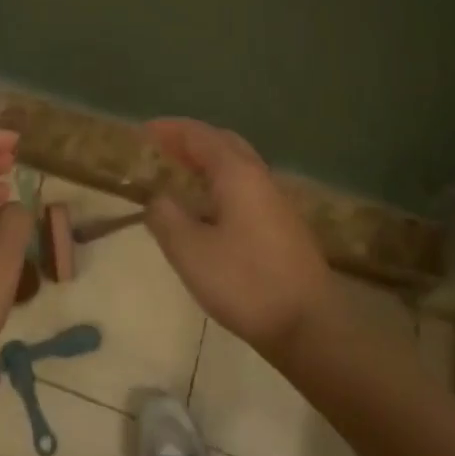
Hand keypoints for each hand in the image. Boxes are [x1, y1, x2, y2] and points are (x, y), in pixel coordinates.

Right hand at [144, 118, 334, 361]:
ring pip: (237, 165)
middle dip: (191, 140)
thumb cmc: (245, 282)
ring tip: (180, 173)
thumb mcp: (190, 251)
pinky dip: (220, 181)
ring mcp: (275, 201)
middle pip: (223, 142)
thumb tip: (157, 197)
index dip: (170, 129)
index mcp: (236, 173)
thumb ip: (166, 217)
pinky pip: (245, 186)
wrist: (310, 326)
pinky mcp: (282, 225)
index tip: (144, 131)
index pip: (199, 135)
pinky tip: (208, 207)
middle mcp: (259, 177)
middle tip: (162, 147)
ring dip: (207, 161)